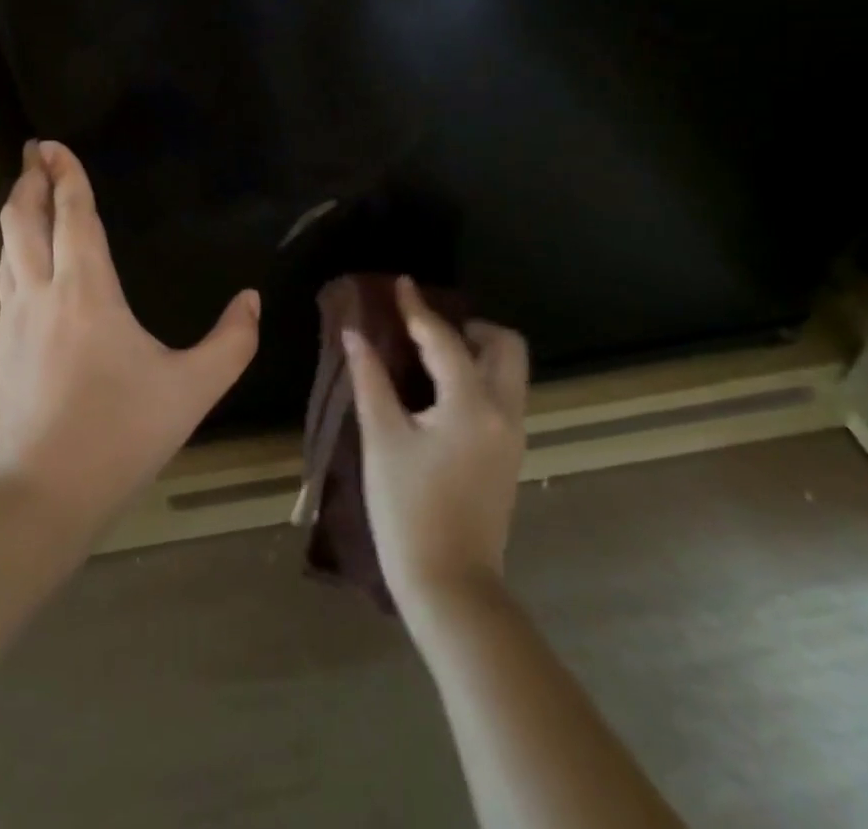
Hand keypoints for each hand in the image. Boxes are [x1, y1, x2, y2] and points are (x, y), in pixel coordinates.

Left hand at [0, 141, 258, 537]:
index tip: (54, 144)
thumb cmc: (123, 431)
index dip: (66, 176)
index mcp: (87, 291)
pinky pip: (5, 276)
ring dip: (17, 211)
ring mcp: (14, 318)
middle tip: (35, 153)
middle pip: (24, 219)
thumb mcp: (194, 389)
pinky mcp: (2, 344)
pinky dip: (14, 248)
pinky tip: (23, 257)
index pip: (73, 216)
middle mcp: (43, 292)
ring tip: (26, 191)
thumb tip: (251, 299)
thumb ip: (232, 341)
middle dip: (30, 180)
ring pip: (7, 246)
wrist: (47, 491)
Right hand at [344, 277, 529, 620]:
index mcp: (472, 404)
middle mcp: (504, 412)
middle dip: (469, 326)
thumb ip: (370, 379)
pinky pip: (504, 394)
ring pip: (509, 370)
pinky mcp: (510, 454)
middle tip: (427, 329)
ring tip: (430, 354)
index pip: (444, 339)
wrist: (450, 585)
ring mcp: (513, 435)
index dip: (418, 308)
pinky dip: (480, 375)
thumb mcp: (382, 439)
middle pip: (504, 345)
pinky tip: (441, 388)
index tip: (401, 283)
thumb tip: (354, 333)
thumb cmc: (408, 510)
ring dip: (477, 350)